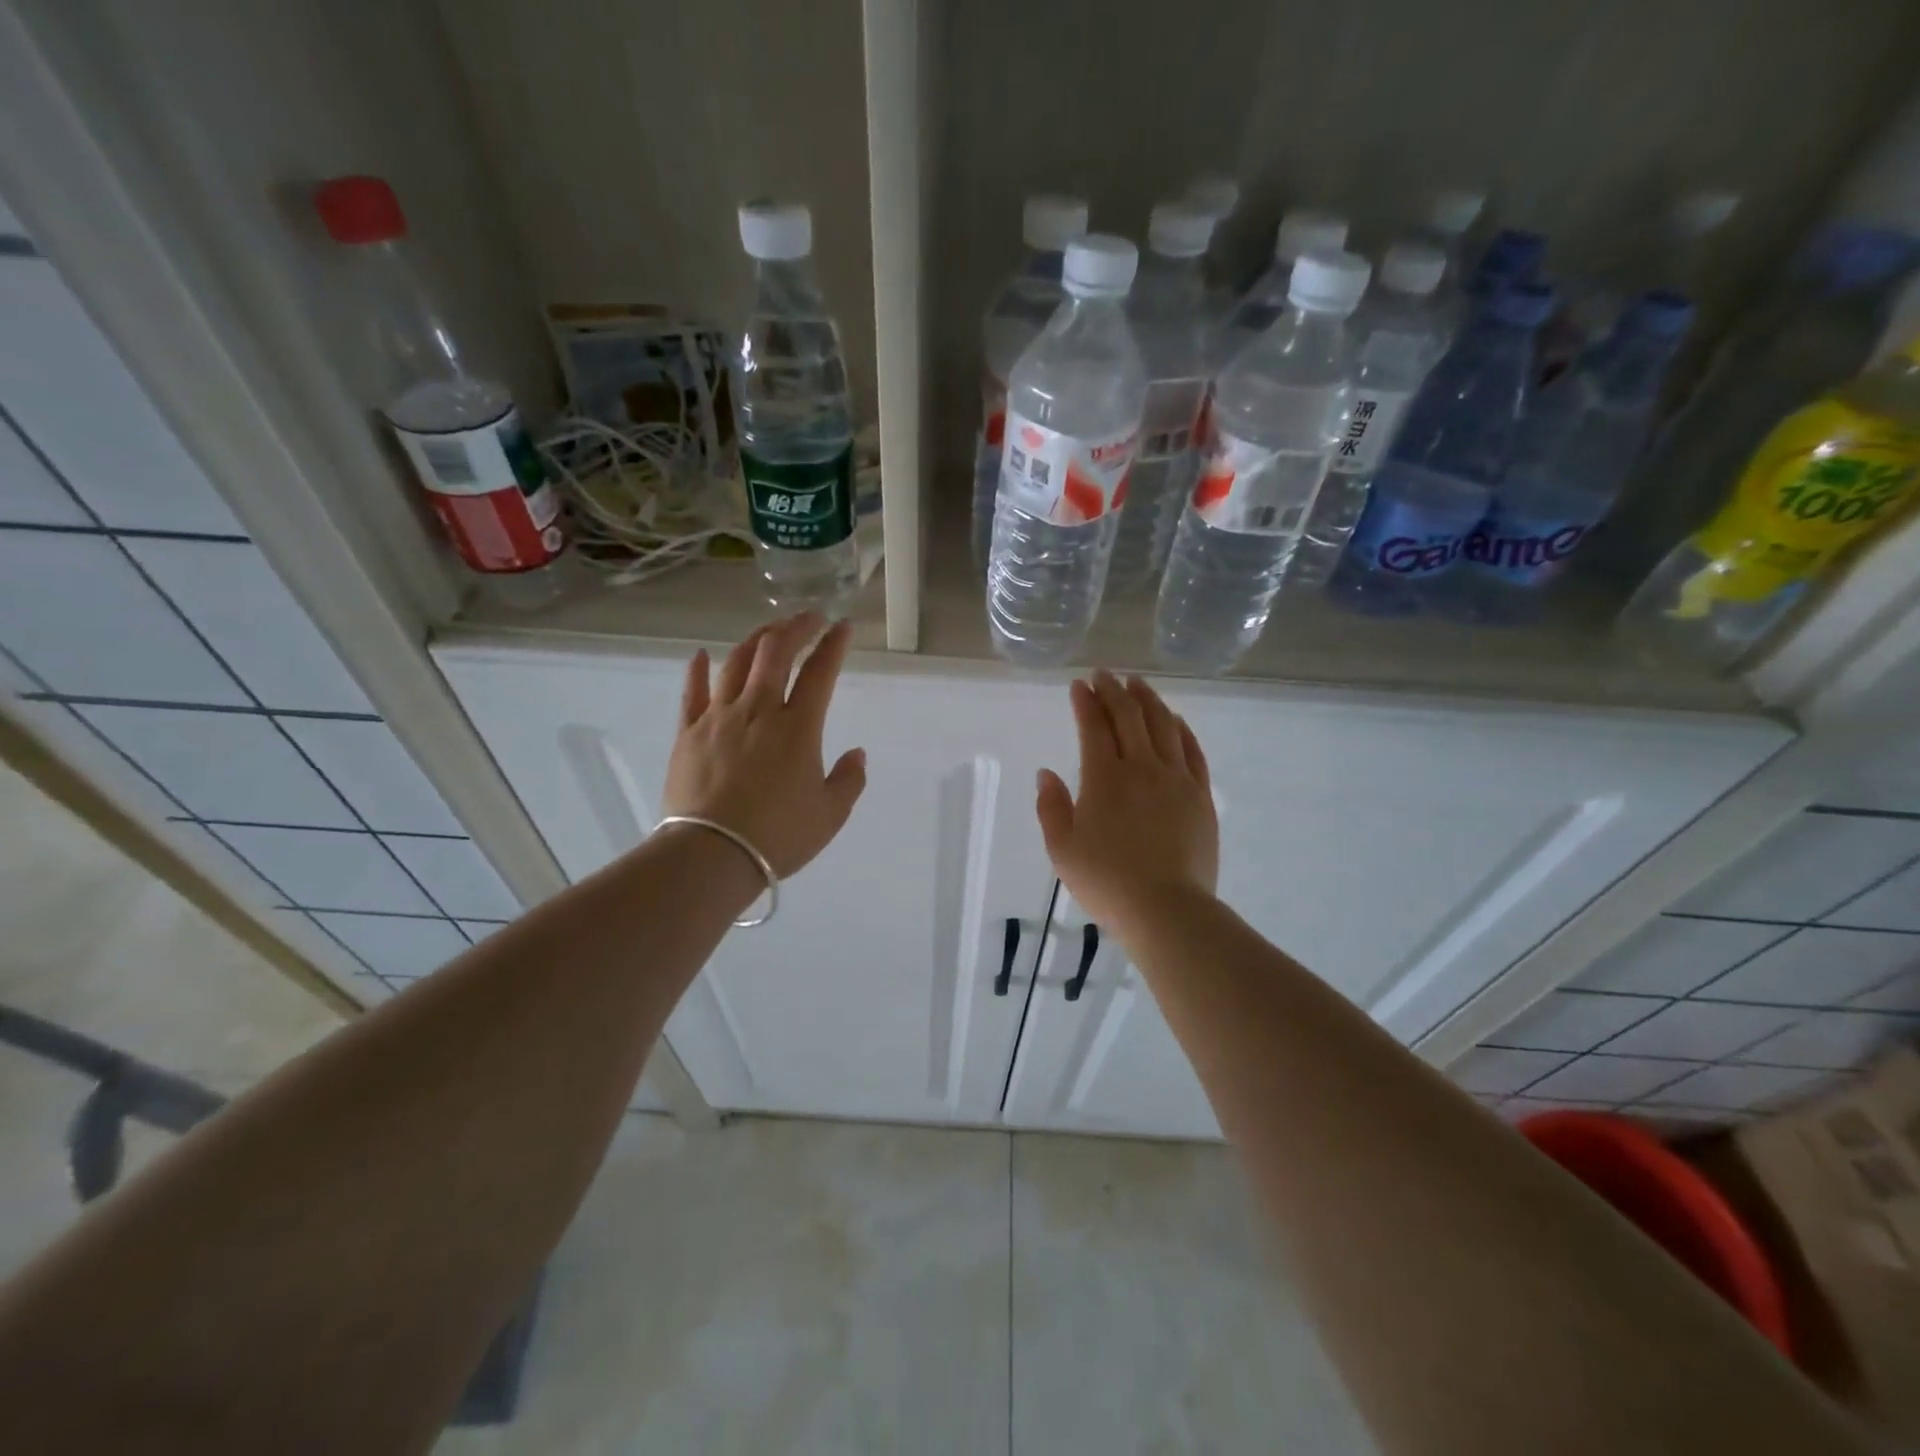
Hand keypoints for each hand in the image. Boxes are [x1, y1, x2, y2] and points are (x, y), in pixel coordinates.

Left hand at [663, 614, 866, 877]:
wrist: (711, 854)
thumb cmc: (778, 836)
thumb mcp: (830, 814)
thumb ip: (849, 780)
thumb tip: (856, 753)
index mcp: (798, 727)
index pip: (820, 672)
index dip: (834, 645)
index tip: (843, 627)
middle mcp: (759, 710)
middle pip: (776, 653)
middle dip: (796, 628)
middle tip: (809, 618)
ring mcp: (719, 717)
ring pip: (736, 663)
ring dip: (756, 640)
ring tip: (769, 632)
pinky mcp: (688, 733)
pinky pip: (692, 692)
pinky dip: (697, 669)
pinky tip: (700, 654)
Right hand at [1035, 671, 1218, 929]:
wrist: (1166, 909)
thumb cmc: (1106, 882)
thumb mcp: (1062, 850)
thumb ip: (1051, 808)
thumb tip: (1047, 774)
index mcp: (1104, 778)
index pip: (1094, 727)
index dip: (1085, 702)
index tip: (1079, 685)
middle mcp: (1142, 767)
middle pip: (1129, 717)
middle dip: (1114, 691)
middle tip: (1104, 675)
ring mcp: (1176, 779)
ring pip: (1163, 725)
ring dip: (1148, 700)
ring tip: (1137, 684)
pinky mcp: (1200, 796)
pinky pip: (1192, 751)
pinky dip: (1181, 729)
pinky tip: (1175, 719)